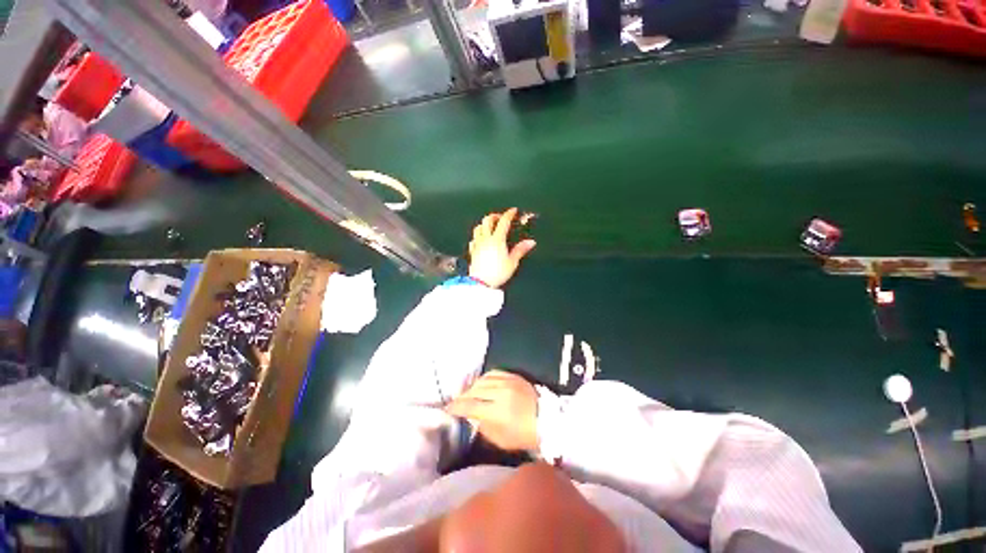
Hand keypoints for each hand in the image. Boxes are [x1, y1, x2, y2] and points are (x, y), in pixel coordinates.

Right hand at [446, 370, 538, 451]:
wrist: (547, 419)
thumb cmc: (523, 435)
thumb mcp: (500, 439)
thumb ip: (482, 426)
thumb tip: (471, 415)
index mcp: (497, 412)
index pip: (469, 406)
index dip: (456, 407)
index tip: (448, 409)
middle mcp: (500, 393)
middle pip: (474, 390)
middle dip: (462, 396)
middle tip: (456, 402)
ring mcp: (507, 382)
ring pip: (482, 380)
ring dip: (472, 387)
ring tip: (468, 393)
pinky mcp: (513, 376)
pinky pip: (493, 373)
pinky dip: (484, 378)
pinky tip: (481, 384)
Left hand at [468, 208, 535, 288]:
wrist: (481, 283)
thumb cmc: (497, 273)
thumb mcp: (512, 262)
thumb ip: (520, 250)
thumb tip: (530, 242)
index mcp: (497, 239)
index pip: (503, 221)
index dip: (509, 214)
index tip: (513, 211)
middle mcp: (486, 239)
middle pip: (487, 220)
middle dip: (495, 216)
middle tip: (501, 217)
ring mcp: (477, 244)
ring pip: (478, 227)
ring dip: (484, 224)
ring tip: (490, 225)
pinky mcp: (473, 251)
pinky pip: (474, 239)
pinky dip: (478, 235)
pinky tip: (480, 239)